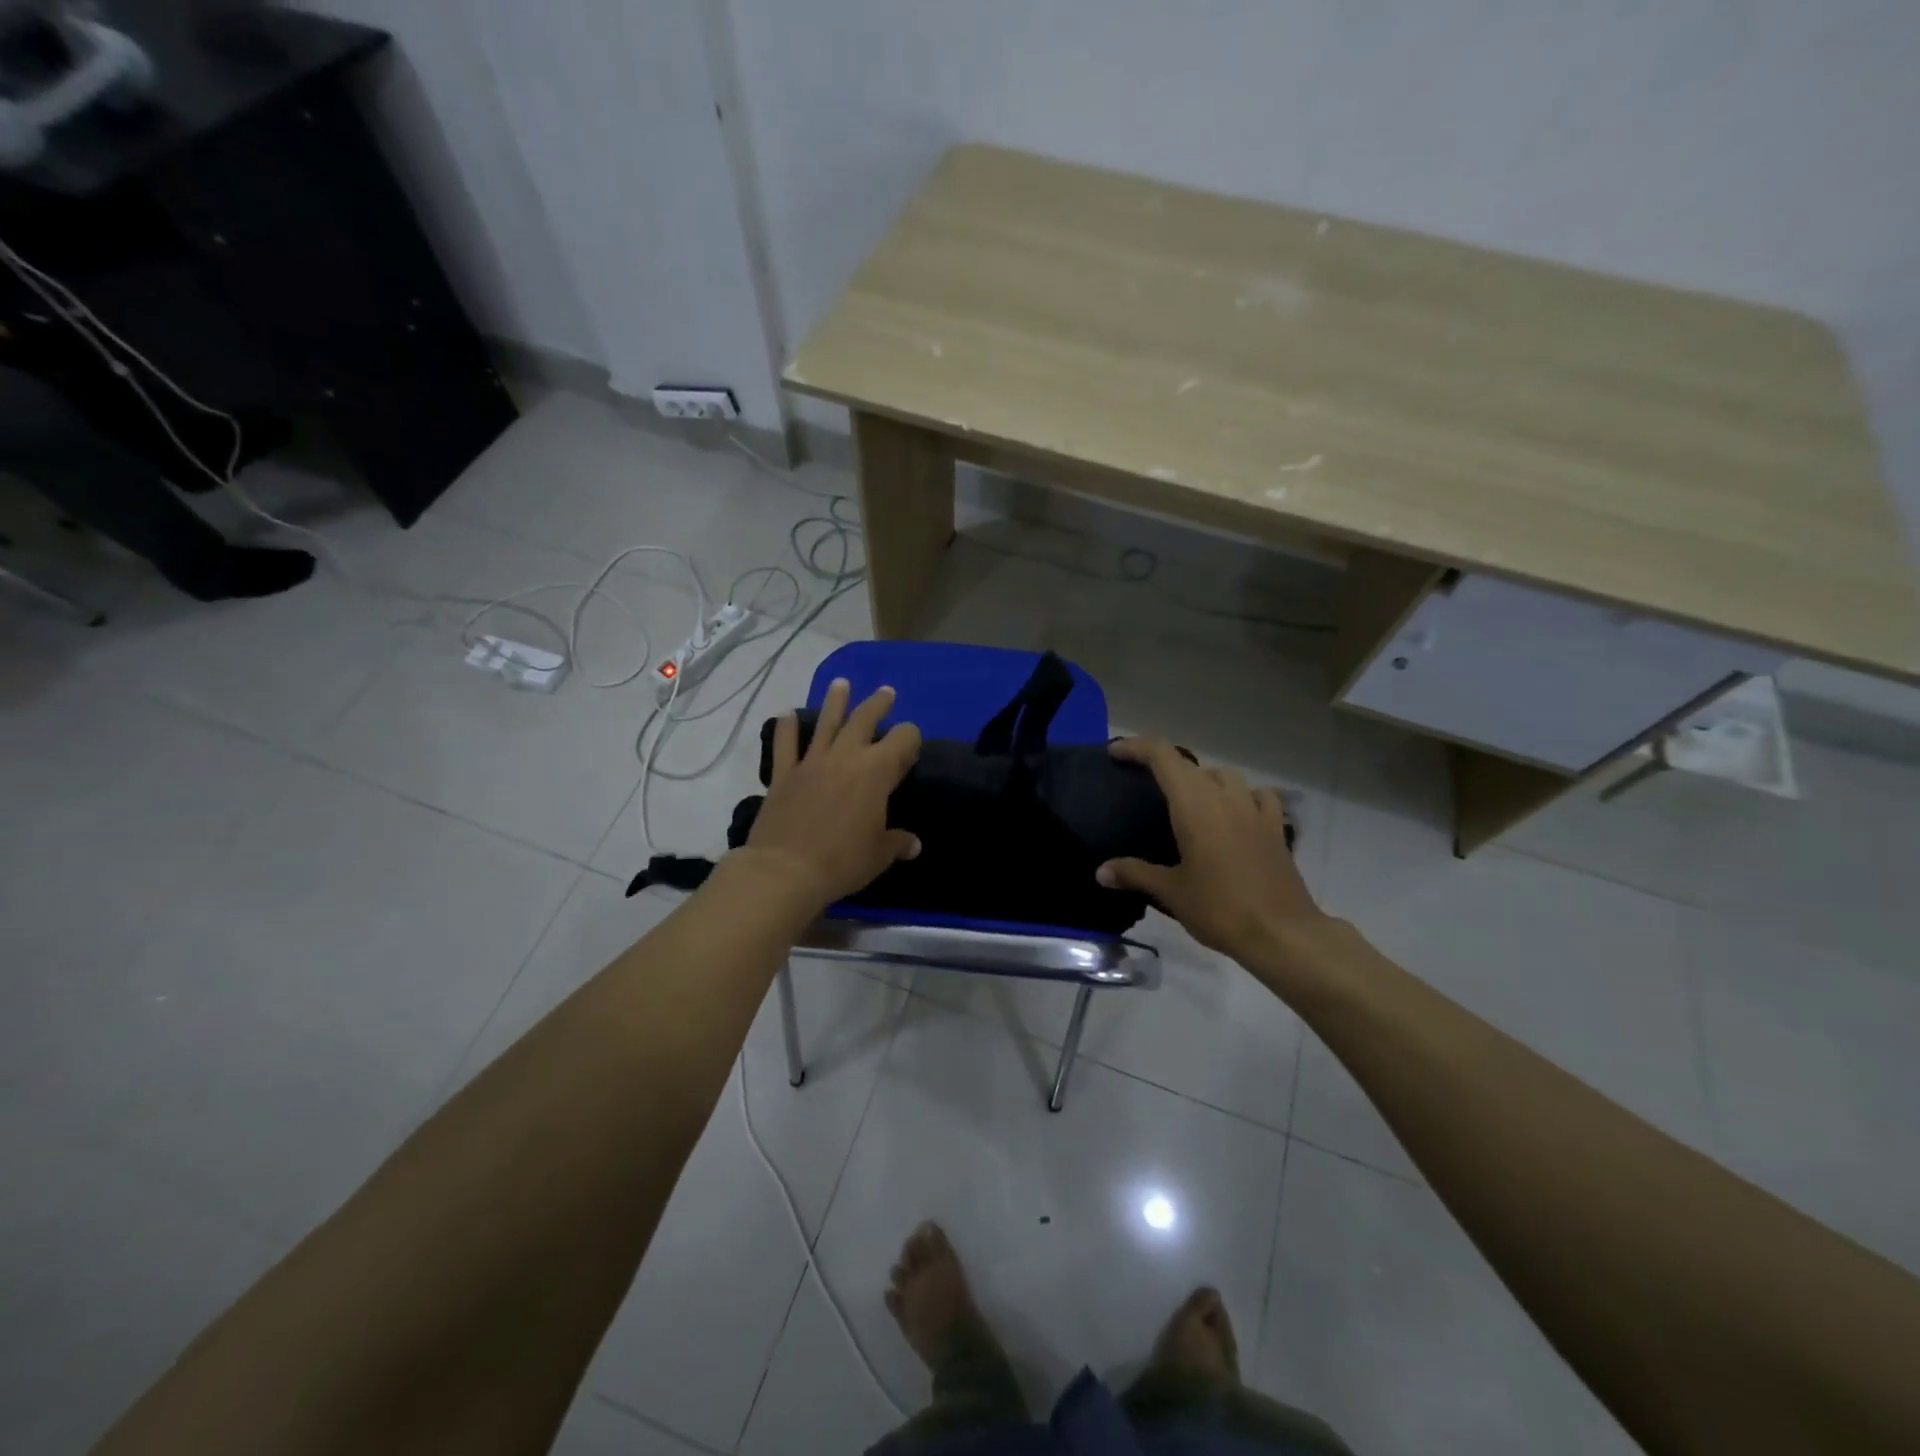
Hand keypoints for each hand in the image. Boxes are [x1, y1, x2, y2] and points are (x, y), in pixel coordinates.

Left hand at [740, 679, 922, 913]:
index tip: (911, 749)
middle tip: (886, 692)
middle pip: (866, 719)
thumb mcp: (879, 855)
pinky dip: (785, 728)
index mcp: (877, 771)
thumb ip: (897, 843)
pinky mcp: (784, 774)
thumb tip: (913, 844)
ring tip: (841, 684)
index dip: (910, 739)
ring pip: (826, 722)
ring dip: (835, 701)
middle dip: (878, 704)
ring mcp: (812, 761)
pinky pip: (786, 744)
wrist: (786, 869)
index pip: (904, 739)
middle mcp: (846, 756)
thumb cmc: (842, 860)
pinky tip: (785, 714)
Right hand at [1097, 738, 1335, 989]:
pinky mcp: (1275, 828)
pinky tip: (1235, 813)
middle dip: (1162, 764)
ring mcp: (1254, 810)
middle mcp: (1224, 797)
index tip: (1115, 753)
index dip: (1136, 747)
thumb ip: (1134, 874)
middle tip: (1141, 782)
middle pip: (1189, 764)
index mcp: (1194, 805)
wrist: (1282, 933)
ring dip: (1201, 779)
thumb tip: (1100, 872)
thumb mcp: (1171, 892)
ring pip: (1224, 775)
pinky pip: (1257, 796)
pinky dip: (1241, 795)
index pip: (1162, 756)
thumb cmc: (1220, 908)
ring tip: (1186, 800)